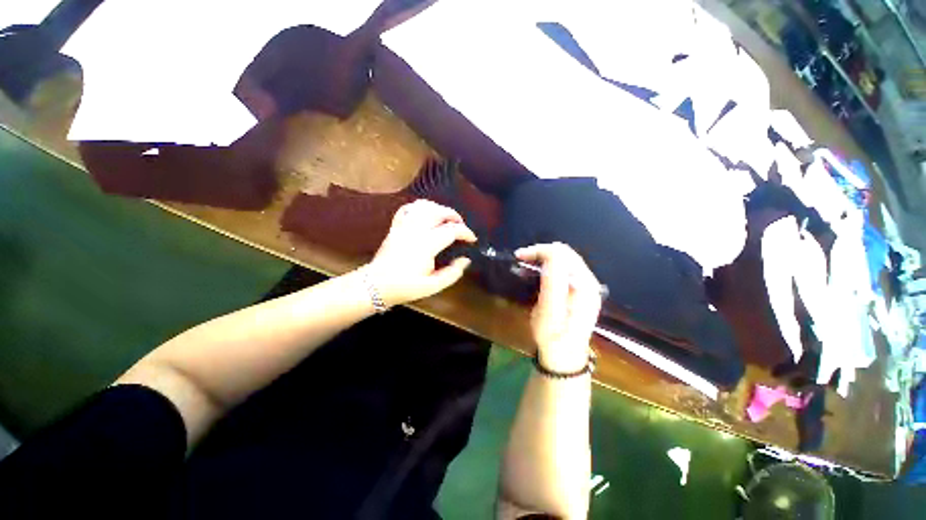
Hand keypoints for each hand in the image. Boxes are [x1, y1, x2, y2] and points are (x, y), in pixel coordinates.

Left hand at [366, 200, 476, 306]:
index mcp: (426, 245)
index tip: (472, 239)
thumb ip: (453, 273)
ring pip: (424, 205)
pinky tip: (426, 214)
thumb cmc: (405, 287)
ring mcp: (404, 226)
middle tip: (461, 226)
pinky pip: (409, 208)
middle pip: (439, 211)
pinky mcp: (396, 226)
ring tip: (446, 219)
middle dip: (454, 216)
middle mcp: (416, 230)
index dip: (466, 232)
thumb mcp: (433, 286)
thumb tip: (465, 260)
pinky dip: (420, 207)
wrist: (376, 284)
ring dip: (439, 208)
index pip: (451, 230)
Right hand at [516, 243, 601, 372]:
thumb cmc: (552, 335)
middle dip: (541, 252)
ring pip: (565, 259)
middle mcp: (588, 281)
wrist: (564, 355)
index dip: (539, 250)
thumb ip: (552, 281)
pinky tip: (540, 273)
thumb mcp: (548, 310)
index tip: (519, 257)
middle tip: (522, 260)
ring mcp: (587, 286)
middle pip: (564, 253)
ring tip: (528, 265)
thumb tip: (551, 256)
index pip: (561, 254)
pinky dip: (550, 266)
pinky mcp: (581, 290)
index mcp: (582, 285)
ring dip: (545, 258)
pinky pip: (565, 268)